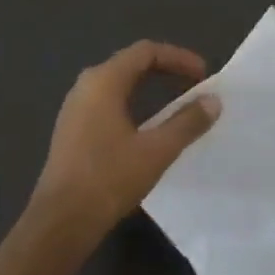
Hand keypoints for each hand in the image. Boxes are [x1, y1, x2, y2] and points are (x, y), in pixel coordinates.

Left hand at [31, 40, 220, 234]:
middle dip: (165, 70)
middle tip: (194, 85)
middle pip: (131, 63)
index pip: (146, 51)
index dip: (178, 58)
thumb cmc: (109, 179)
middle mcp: (85, 86)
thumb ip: (187, 122)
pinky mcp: (72, 130)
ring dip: (149, 87)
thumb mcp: (156, 150)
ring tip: (176, 104)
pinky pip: (108, 102)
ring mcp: (75, 108)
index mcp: (103, 81)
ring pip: (118, 84)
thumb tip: (213, 100)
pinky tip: (148, 126)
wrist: (60, 223)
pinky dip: (133, 103)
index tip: (203, 75)